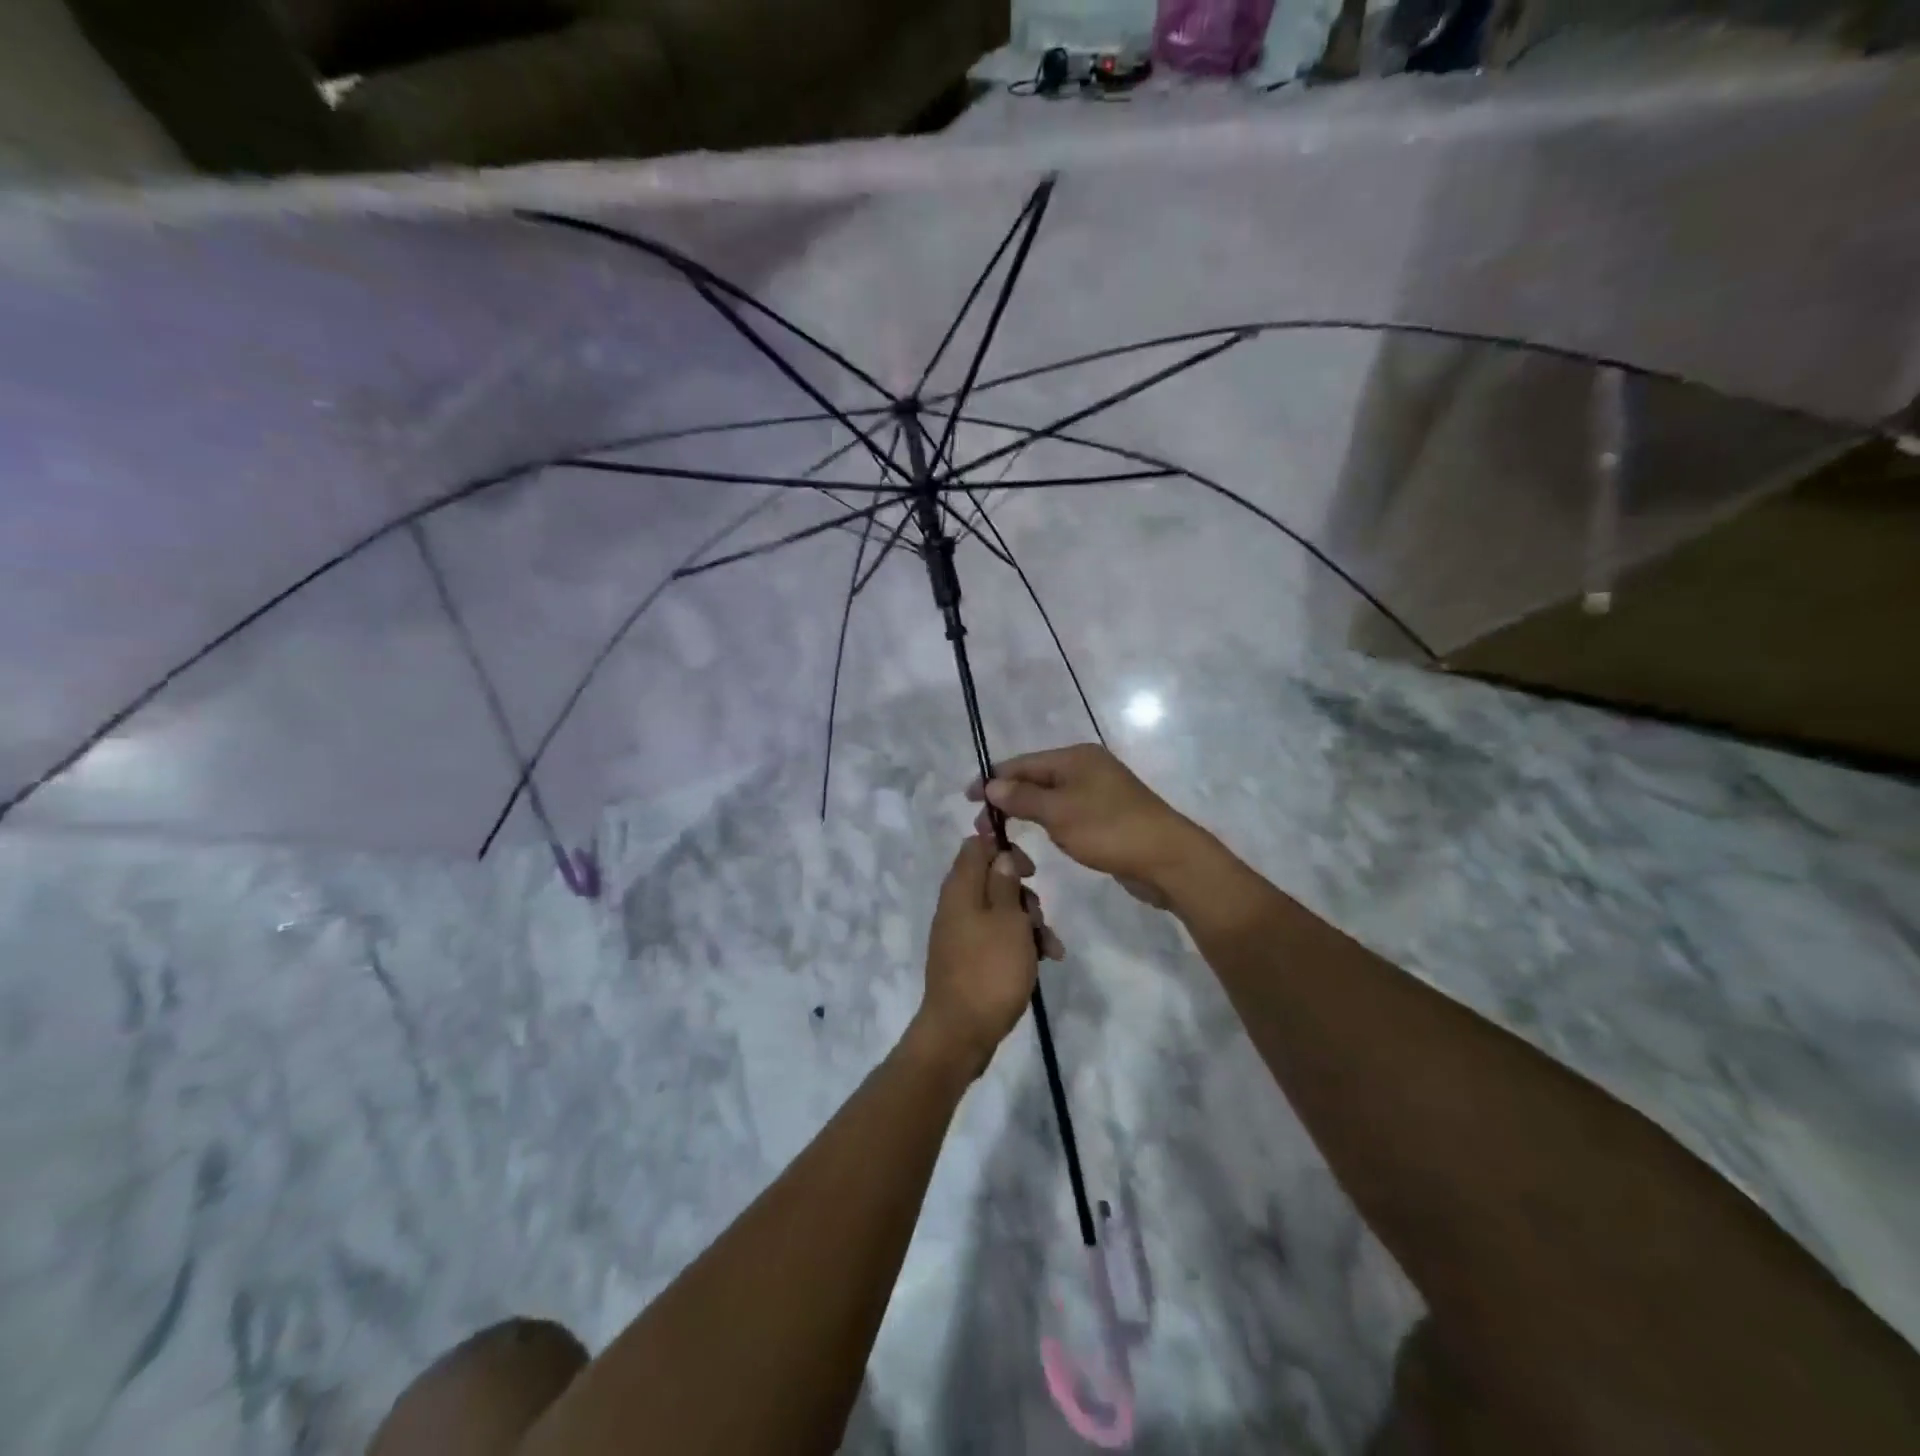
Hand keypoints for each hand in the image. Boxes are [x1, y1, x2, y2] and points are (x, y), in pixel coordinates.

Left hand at [915, 838, 1062, 1077]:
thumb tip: (1000, 854)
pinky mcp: (969, 958)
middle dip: (1023, 893)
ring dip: (1028, 922)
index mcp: (960, 888)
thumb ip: (1005, 882)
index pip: (975, 846)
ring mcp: (961, 933)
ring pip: (1001, 911)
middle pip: (993, 879)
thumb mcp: (1008, 920)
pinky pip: (997, 937)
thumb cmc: (990, 970)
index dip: (1003, 847)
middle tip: (1038, 914)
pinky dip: (1020, 943)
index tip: (1031, 867)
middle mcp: (956, 905)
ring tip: (1048, 946)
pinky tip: (1045, 961)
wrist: (961, 1033)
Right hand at [968, 744, 1209, 909]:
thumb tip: (991, 785)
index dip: (992, 780)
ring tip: (1003, 834)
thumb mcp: (1059, 813)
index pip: (1022, 763)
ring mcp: (1099, 791)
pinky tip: (1039, 837)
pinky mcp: (1107, 815)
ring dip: (1026, 812)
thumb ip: (1022, 798)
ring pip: (1050, 797)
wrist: (1167, 859)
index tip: (966, 800)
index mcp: (1075, 757)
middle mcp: (1087, 767)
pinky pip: (1066, 812)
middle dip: (1007, 799)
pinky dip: (1048, 822)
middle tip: (984, 827)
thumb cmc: (1109, 830)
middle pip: (1035, 778)